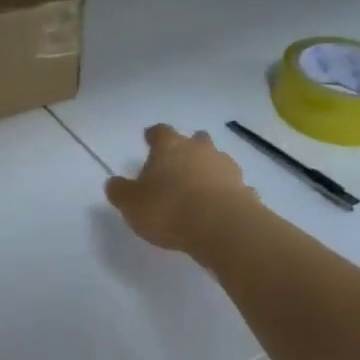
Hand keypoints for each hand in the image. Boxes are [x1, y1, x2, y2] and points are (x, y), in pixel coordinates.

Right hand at [105, 124, 256, 253]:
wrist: (221, 227)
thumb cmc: (168, 209)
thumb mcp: (131, 204)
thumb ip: (120, 192)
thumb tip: (113, 183)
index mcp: (170, 147)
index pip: (160, 132)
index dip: (154, 135)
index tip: (149, 138)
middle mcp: (200, 150)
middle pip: (196, 140)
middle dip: (188, 147)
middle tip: (179, 160)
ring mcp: (226, 169)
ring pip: (217, 161)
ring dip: (209, 170)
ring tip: (200, 187)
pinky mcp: (246, 192)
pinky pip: (234, 188)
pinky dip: (227, 193)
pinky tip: (220, 208)